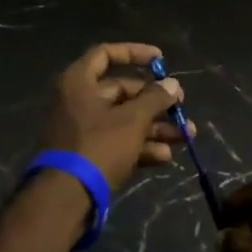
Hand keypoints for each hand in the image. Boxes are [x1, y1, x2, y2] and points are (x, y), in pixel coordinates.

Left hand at [38, 43, 190, 194]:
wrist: (65, 198)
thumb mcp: (132, 120)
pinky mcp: (88, 156)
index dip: (134, 53)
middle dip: (155, 102)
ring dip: (155, 127)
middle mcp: (78, 101)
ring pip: (124, 120)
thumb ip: (155, 99)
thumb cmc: (98, 146)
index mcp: (79, 82)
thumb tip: (173, 84)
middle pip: (121, 92)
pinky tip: (165, 157)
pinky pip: (118, 143)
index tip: (161, 60)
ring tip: (186, 136)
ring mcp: (82, 130)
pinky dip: (140, 147)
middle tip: (181, 108)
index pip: (106, 54)